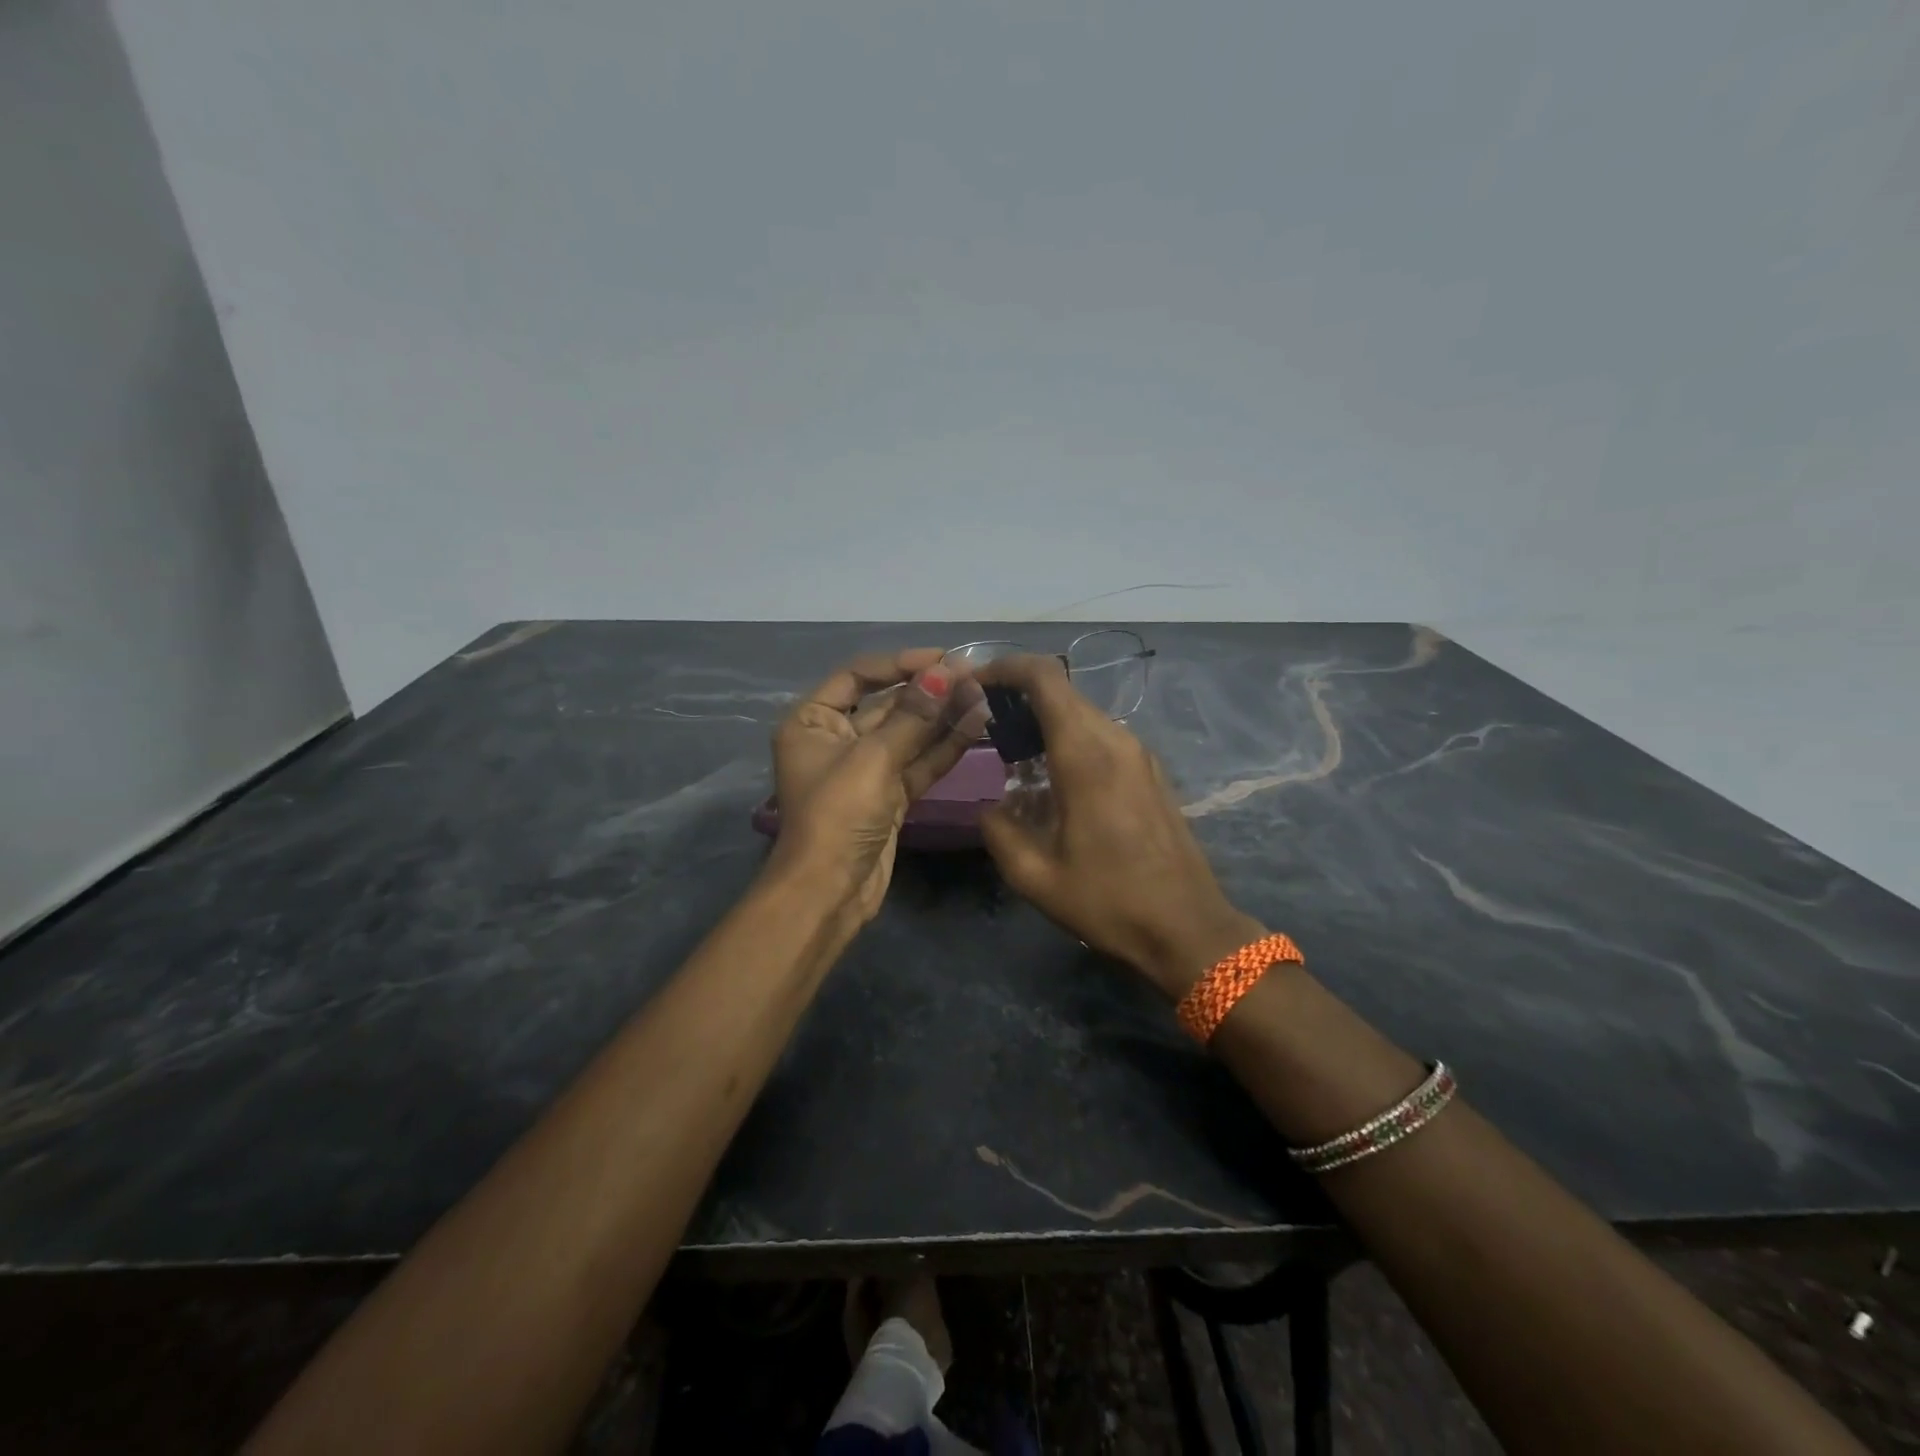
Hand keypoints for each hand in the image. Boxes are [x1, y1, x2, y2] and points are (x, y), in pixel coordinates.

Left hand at [770, 649, 989, 921]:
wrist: (829, 892)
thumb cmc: (837, 815)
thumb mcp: (872, 759)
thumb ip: (913, 716)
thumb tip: (945, 672)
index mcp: (813, 721)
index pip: (857, 676)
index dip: (899, 663)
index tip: (941, 658)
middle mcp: (837, 739)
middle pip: (888, 704)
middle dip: (929, 691)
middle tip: (974, 675)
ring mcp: (866, 769)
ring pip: (909, 734)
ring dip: (944, 716)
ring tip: (984, 694)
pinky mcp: (889, 795)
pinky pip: (919, 762)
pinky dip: (945, 746)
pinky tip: (977, 724)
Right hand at [977, 654, 1262, 998]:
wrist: (1187, 928)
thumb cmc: (1110, 902)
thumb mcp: (1035, 877)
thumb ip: (999, 831)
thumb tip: (991, 808)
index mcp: (1086, 756)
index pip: (1046, 679)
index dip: (1007, 667)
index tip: (976, 681)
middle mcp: (1116, 741)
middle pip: (1062, 692)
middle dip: (1019, 694)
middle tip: (984, 721)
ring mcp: (1139, 755)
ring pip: (1083, 713)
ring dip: (1045, 718)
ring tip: (1012, 749)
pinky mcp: (1150, 772)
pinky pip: (1101, 736)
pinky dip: (1068, 737)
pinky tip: (1051, 775)